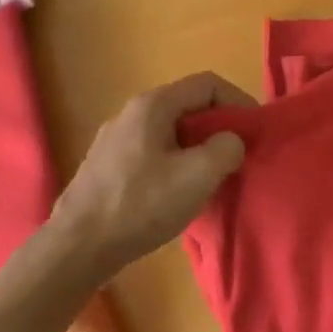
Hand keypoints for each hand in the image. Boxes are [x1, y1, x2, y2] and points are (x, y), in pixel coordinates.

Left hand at [50, 72, 254, 282]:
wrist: (77, 247)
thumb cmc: (141, 205)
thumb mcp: (198, 176)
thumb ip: (226, 148)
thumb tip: (230, 142)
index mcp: (153, 105)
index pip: (208, 84)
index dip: (238, 101)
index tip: (255, 131)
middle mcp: (131, 112)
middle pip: (188, 106)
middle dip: (219, 127)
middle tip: (237, 156)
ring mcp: (115, 139)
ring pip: (170, 131)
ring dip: (197, 148)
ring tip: (212, 178)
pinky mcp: (107, 166)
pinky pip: (153, 152)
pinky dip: (175, 163)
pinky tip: (178, 194)